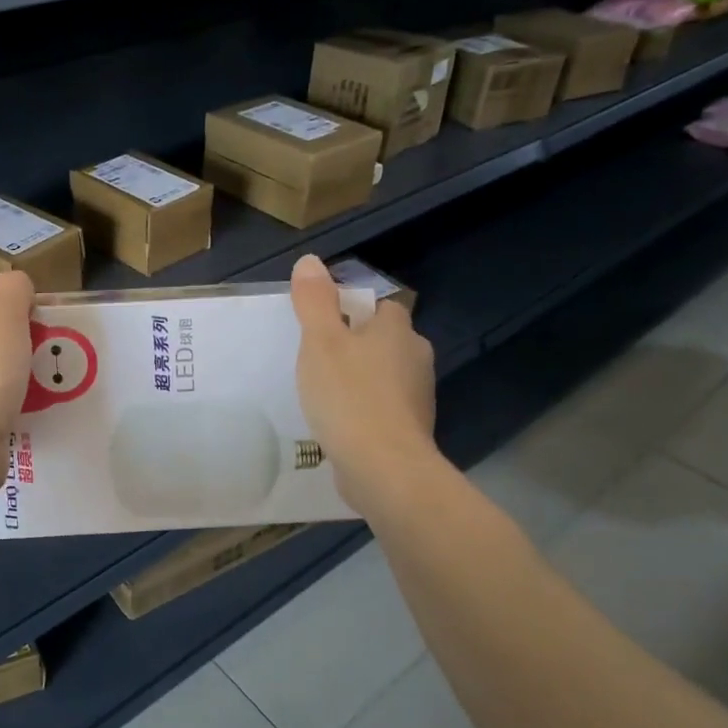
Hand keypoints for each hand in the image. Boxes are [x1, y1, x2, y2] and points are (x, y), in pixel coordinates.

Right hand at [290, 254, 438, 509]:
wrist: (383, 467)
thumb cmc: (348, 395)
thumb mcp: (320, 341)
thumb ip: (314, 301)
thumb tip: (310, 260)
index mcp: (397, 329)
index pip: (378, 305)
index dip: (349, 311)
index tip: (319, 327)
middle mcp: (415, 357)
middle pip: (382, 340)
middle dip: (354, 346)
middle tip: (315, 359)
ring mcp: (417, 396)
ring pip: (383, 375)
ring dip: (358, 379)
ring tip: (323, 393)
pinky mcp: (410, 429)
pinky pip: (382, 407)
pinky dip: (363, 409)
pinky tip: (339, 422)